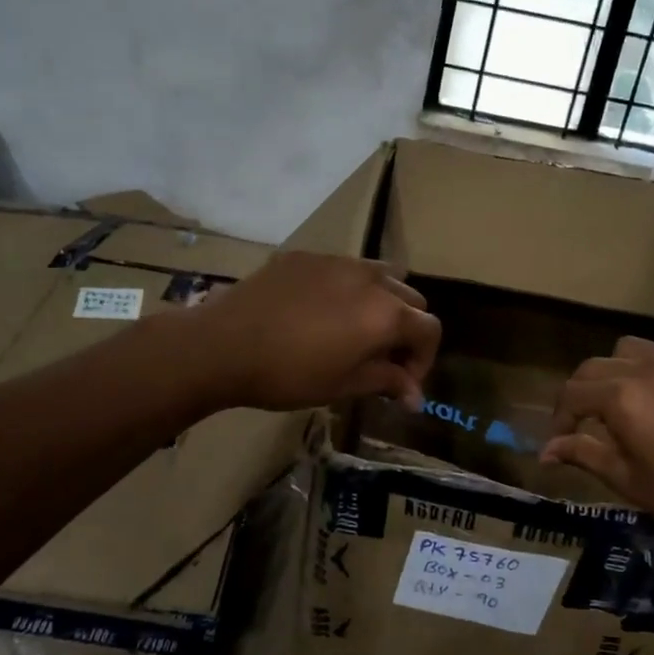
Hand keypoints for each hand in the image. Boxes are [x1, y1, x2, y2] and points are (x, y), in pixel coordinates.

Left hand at [183, 252, 441, 412]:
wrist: (223, 344)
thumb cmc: (288, 374)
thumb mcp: (343, 385)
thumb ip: (386, 381)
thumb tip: (416, 397)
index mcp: (386, 314)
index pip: (430, 330)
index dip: (424, 360)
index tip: (402, 383)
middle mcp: (371, 279)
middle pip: (411, 299)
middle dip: (406, 330)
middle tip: (383, 359)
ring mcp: (338, 262)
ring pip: (380, 276)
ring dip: (382, 302)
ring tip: (356, 329)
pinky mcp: (308, 257)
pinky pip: (343, 269)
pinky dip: (347, 289)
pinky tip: (318, 312)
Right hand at [541, 337, 653, 569]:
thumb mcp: (627, 480)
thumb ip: (583, 454)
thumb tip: (545, 452)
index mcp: (624, 397)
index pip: (573, 392)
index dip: (560, 416)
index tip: (561, 438)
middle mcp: (652, 368)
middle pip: (598, 365)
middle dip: (583, 391)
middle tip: (586, 421)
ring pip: (634, 349)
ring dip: (619, 370)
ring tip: (627, 402)